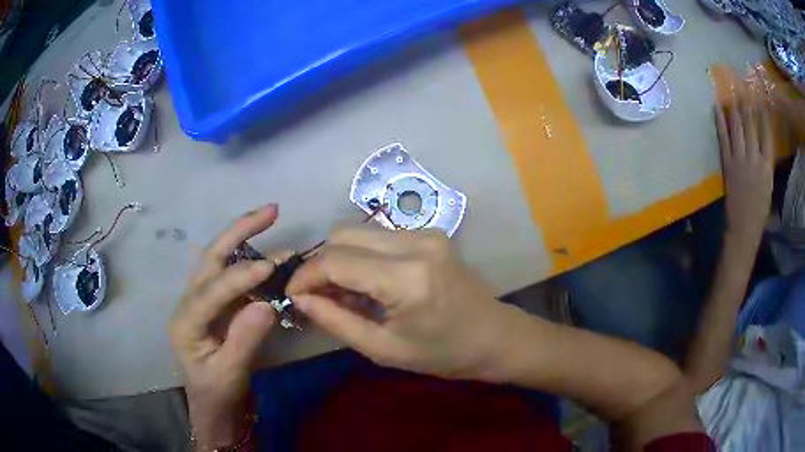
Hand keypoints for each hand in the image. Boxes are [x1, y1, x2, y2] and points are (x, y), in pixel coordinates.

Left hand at [170, 205, 279, 448]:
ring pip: (220, 259)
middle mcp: (189, 302)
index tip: (271, 266)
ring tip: (271, 218)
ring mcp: (203, 300)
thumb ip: (244, 340)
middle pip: (210, 258)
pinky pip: (233, 275)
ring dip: (245, 237)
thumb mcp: (230, 374)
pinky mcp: (217, 303)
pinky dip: (252, 259)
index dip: (240, 277)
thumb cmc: (217, 393)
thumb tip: (267, 304)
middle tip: (271, 210)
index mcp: (185, 322)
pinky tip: (271, 255)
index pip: (210, 291)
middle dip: (238, 231)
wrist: (213, 404)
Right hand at [286, 227, 521, 380]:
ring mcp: (425, 233)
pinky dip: (361, 255)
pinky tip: (367, 283)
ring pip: (358, 231)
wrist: (494, 336)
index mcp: (407, 278)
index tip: (293, 295)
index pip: (336, 260)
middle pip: (342, 234)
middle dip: (321, 264)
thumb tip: (299, 298)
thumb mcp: (383, 348)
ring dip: (340, 258)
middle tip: (320, 297)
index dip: (306, 276)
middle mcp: (416, 243)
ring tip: (345, 294)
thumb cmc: (443, 354)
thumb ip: (336, 321)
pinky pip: (378, 236)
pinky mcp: (429, 233)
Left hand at [715, 101, 773, 244]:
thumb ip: (766, 164)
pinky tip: (716, 107)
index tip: (760, 97)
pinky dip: (720, 122)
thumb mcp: (769, 186)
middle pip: (751, 126)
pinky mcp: (728, 165)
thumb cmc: (760, 211)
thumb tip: (763, 143)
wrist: (744, 229)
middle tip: (743, 87)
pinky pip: (723, 139)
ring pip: (737, 128)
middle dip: (748, 104)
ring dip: (735, 109)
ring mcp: (740, 161)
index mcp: (768, 166)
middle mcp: (755, 159)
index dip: (763, 113)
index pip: (767, 133)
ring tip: (732, 92)